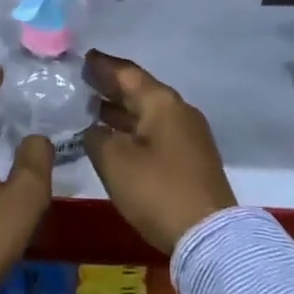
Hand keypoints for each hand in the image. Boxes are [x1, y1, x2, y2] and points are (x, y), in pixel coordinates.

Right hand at [81, 50, 237, 252]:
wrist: (210, 236)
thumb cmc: (158, 190)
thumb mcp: (114, 161)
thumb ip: (96, 137)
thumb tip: (95, 130)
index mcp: (161, 102)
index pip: (127, 73)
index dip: (103, 65)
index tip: (84, 57)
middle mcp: (178, 111)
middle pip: (140, 91)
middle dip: (111, 87)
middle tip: (84, 80)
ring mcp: (189, 136)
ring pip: (148, 113)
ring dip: (121, 110)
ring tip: (93, 108)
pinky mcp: (191, 159)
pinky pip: (156, 132)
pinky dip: (133, 129)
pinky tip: (116, 138)